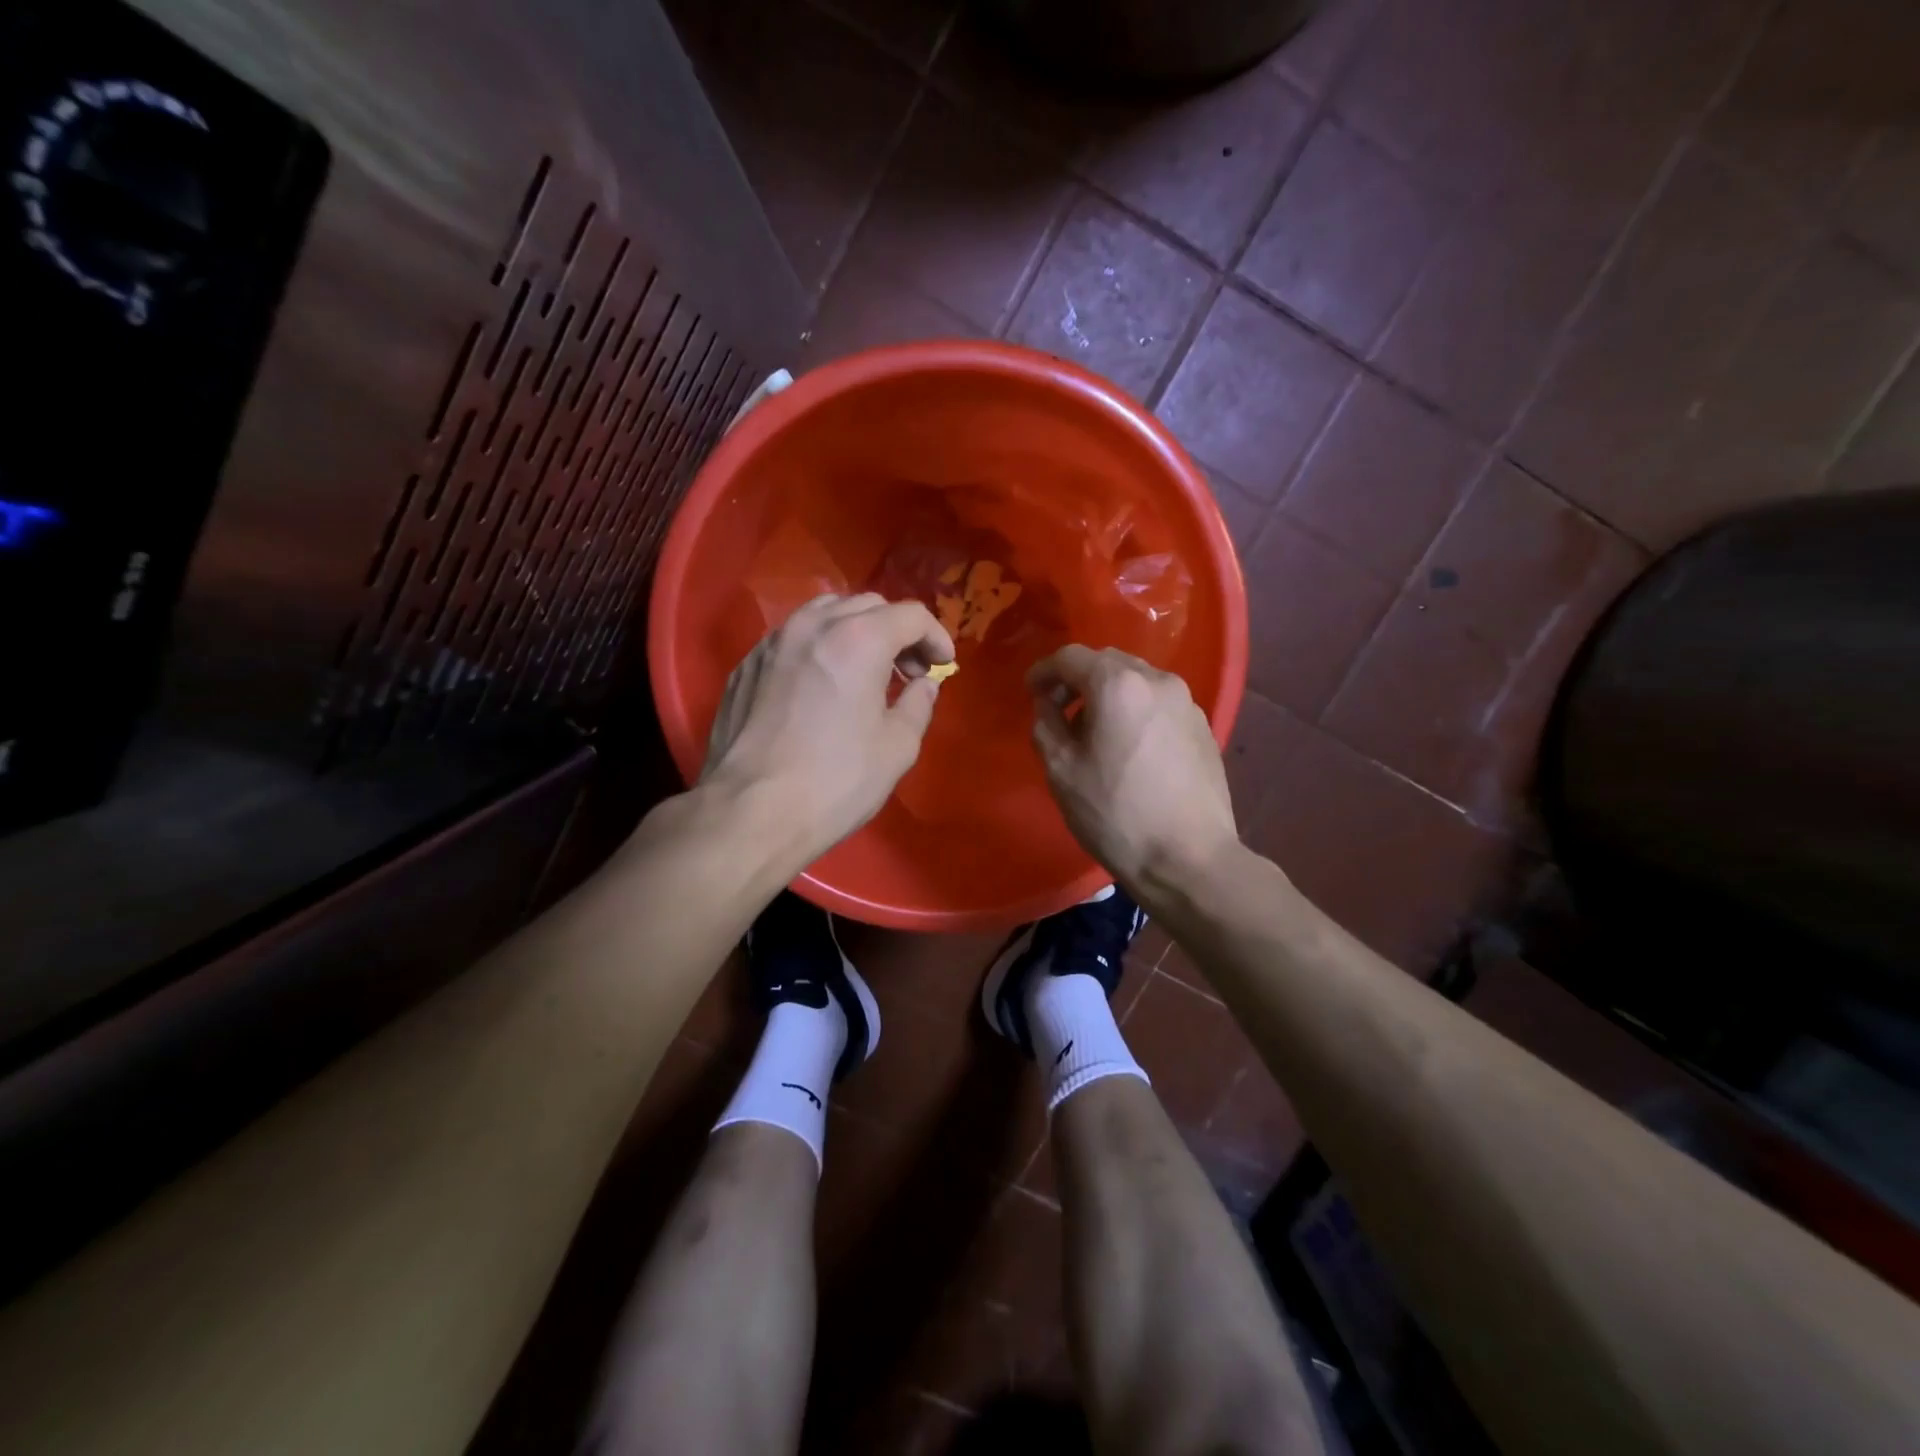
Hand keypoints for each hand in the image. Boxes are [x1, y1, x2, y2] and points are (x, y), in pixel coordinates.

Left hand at [702, 592, 954, 864]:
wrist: (750, 812)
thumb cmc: (835, 781)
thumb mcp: (897, 748)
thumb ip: (918, 705)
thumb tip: (923, 685)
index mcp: (858, 639)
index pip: (910, 615)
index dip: (935, 636)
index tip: (942, 665)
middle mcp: (812, 626)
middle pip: (867, 605)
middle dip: (897, 631)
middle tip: (909, 671)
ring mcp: (772, 642)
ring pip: (824, 613)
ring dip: (855, 631)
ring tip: (865, 671)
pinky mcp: (746, 666)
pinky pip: (792, 638)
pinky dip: (819, 648)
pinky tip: (822, 686)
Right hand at [1029, 645, 1238, 894]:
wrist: (1189, 858)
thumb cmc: (1115, 813)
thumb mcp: (1061, 770)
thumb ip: (1046, 725)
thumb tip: (1048, 704)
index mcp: (1118, 685)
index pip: (1071, 657)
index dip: (1044, 671)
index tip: (1031, 693)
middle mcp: (1157, 680)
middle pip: (1108, 663)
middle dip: (1078, 680)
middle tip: (1059, 711)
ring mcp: (1187, 703)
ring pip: (1137, 681)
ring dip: (1109, 695)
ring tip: (1094, 733)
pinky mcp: (1203, 727)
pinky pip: (1158, 704)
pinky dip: (1135, 711)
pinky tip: (1129, 749)